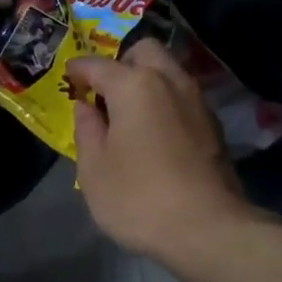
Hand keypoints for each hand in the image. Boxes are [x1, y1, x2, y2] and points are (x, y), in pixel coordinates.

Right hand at [67, 38, 253, 263]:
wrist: (208, 229)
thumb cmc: (138, 198)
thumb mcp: (94, 169)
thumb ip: (87, 129)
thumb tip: (86, 106)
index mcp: (134, 85)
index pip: (97, 65)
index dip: (78, 70)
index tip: (68, 78)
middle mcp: (170, 81)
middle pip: (145, 52)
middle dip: (122, 63)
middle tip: (105, 93)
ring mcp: (197, 101)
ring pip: (169, 71)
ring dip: (147, 81)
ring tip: (129, 113)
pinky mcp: (214, 125)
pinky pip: (183, 97)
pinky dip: (165, 102)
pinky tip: (154, 132)